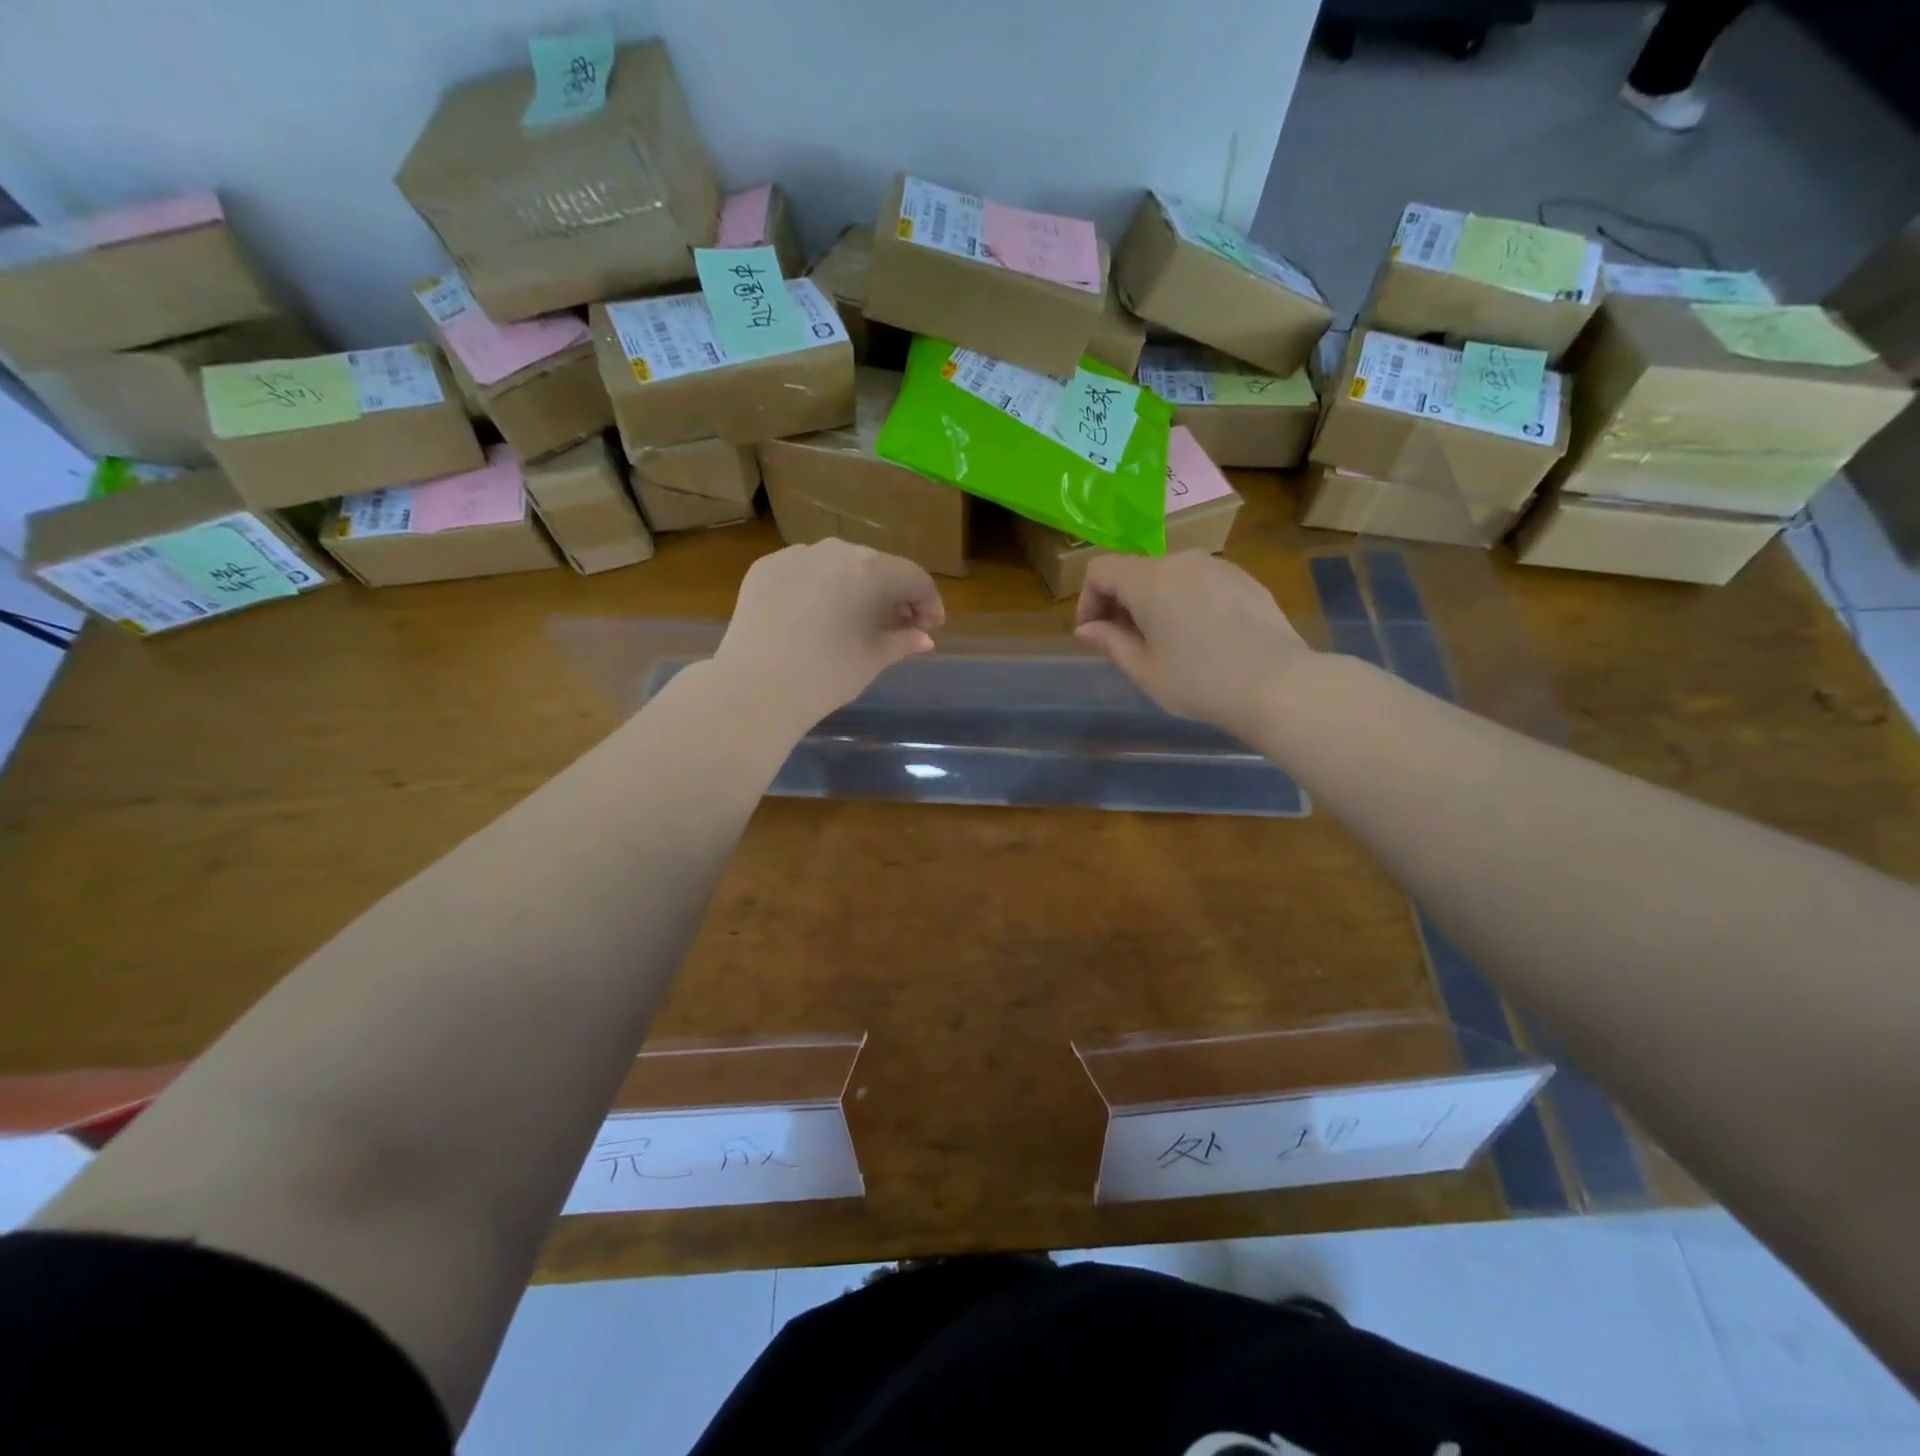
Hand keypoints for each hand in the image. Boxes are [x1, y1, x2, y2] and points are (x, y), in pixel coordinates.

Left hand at [715, 539, 945, 727]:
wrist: (755, 687)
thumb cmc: (826, 675)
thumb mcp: (873, 659)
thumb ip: (903, 641)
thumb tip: (923, 637)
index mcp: (870, 569)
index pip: (913, 577)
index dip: (929, 602)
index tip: (931, 627)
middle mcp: (835, 550)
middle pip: (876, 567)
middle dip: (892, 594)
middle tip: (898, 625)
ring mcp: (795, 555)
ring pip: (838, 565)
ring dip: (855, 587)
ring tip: (856, 618)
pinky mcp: (765, 567)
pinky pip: (805, 571)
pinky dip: (819, 587)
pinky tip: (816, 615)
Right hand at [1073, 551, 1310, 737]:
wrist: (1278, 684)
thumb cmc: (1200, 682)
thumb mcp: (1145, 670)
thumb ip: (1110, 641)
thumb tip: (1086, 629)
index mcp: (1149, 580)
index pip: (1100, 570)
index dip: (1088, 600)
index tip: (1094, 635)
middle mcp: (1181, 561)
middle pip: (1135, 571)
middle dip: (1120, 603)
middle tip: (1126, 644)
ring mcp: (1217, 566)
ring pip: (1168, 576)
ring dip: (1154, 602)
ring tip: (1165, 642)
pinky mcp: (1243, 578)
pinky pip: (1199, 582)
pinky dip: (1185, 601)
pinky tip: (1201, 637)